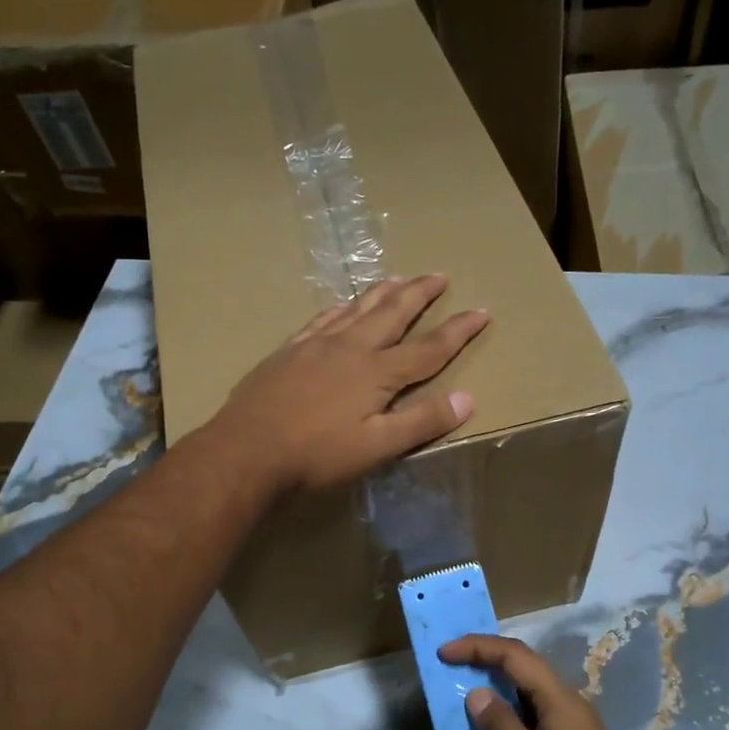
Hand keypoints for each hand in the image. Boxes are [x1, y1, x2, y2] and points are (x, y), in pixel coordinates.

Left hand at [212, 275, 489, 493]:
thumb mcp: (377, 447)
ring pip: (357, 308)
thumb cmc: (316, 454)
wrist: (246, 449)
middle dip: (420, 294)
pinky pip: (322, 318)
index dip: (458, 330)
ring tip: (399, 277)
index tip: (481, 311)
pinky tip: (341, 305)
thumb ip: (421, 422)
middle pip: (392, 313)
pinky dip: (340, 307)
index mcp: (377, 372)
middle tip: (439, 275)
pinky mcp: (288, 350)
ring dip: (382, 292)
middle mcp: (350, 348)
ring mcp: (316, 345)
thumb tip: (468, 399)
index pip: (428, 348)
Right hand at [440, 635, 648, 729]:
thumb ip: (501, 726)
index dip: (478, 646)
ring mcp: (572, 722)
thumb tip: (477, 693)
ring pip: (529, 686)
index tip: (444, 652)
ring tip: (464, 684)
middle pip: (524, 664)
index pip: (516, 655)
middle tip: (451, 661)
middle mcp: (569, 702)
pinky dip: (508, 705)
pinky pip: (534, 709)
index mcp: (561, 701)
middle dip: (486, 656)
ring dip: (496, 680)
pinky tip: (492, 720)